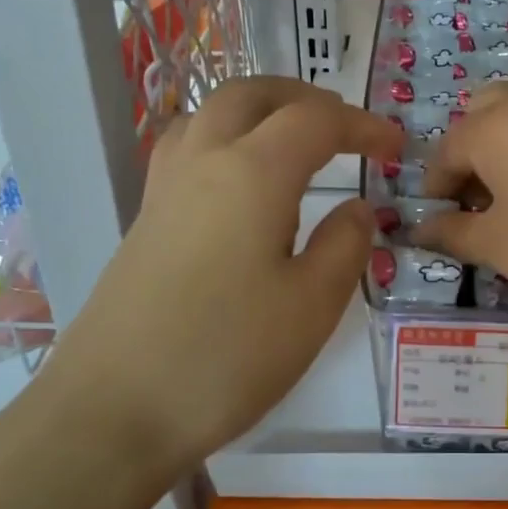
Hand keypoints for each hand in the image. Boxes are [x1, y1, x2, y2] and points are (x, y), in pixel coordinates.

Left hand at [32, 78, 401, 481]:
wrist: (112, 413)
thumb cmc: (226, 357)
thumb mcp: (312, 306)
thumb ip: (345, 245)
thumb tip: (357, 208)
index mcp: (252, 173)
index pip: (314, 121)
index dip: (361, 125)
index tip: (395, 148)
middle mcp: (202, 163)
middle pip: (251, 95)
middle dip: (305, 99)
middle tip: (344, 129)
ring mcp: (164, 191)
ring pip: (210, 115)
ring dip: (260, 112)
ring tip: (294, 145)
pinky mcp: (144, 222)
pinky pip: (188, 149)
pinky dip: (227, 140)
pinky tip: (243, 187)